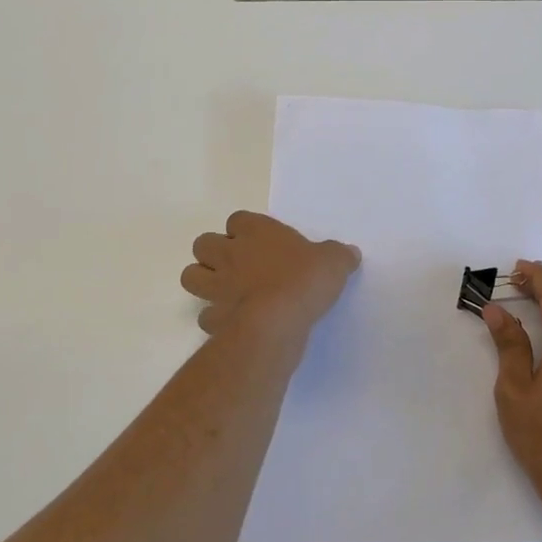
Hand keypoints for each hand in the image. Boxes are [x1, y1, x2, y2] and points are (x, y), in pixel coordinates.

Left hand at [181, 211, 360, 346]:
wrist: (277, 321)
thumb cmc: (304, 280)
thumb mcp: (334, 262)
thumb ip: (339, 255)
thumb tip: (350, 254)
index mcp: (256, 231)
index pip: (237, 219)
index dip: (245, 230)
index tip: (260, 242)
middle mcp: (230, 254)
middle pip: (203, 243)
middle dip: (214, 253)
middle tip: (238, 265)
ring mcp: (216, 286)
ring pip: (191, 275)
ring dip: (204, 280)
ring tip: (226, 290)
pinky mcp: (212, 318)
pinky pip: (206, 315)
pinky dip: (215, 318)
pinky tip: (233, 322)